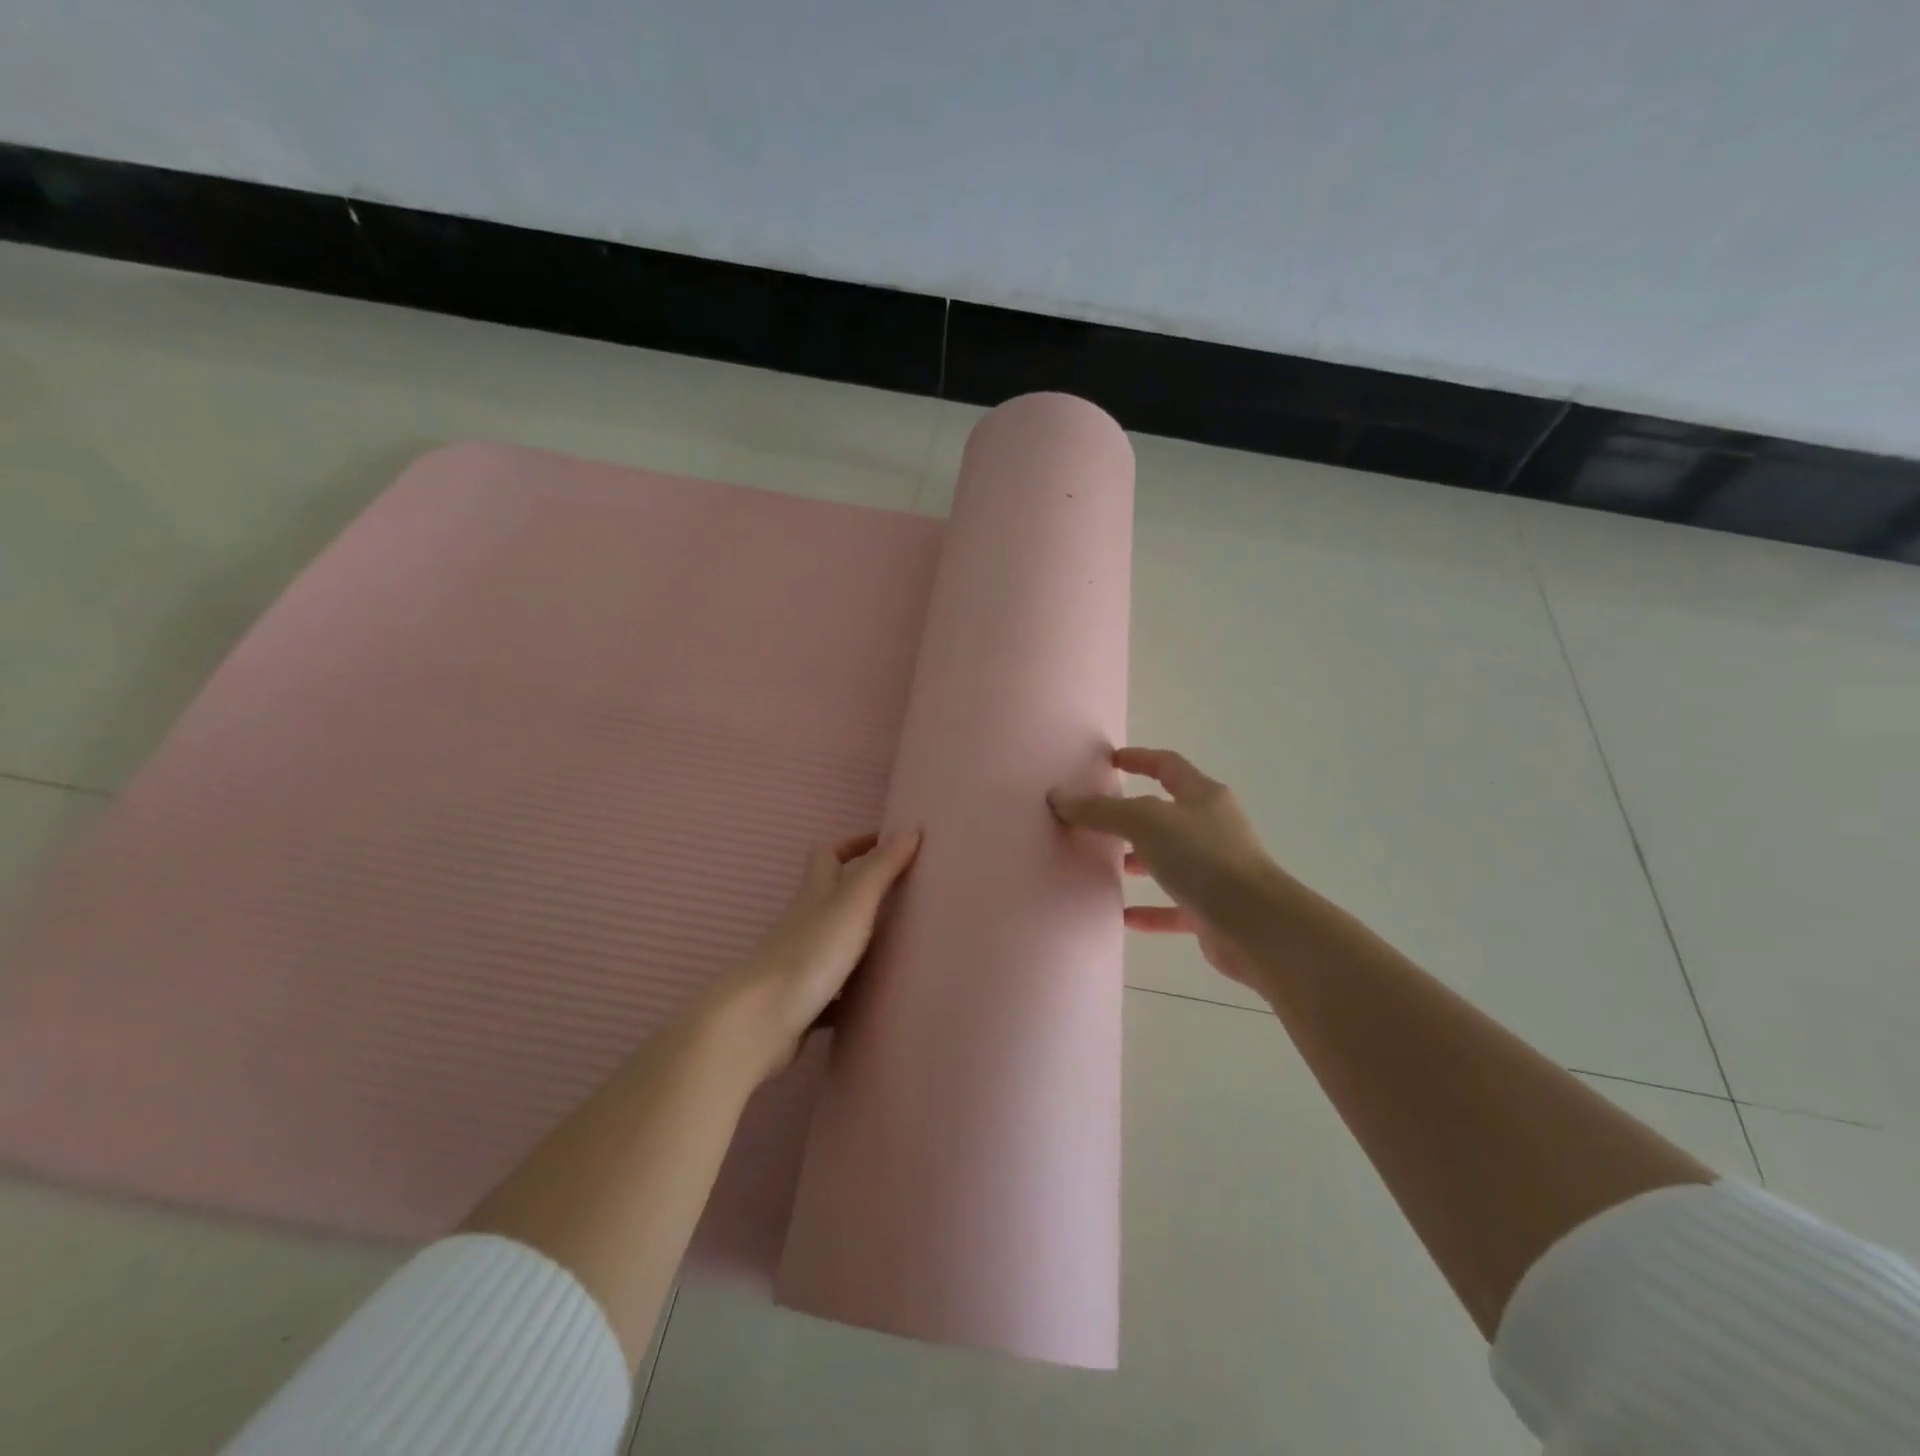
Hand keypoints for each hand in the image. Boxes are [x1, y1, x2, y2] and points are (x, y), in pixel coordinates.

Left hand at [702, 829, 920, 1083]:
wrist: (760, 1021)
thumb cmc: (811, 952)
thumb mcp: (853, 902)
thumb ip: (882, 867)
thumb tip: (911, 827)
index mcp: (816, 893)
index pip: (829, 854)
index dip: (854, 844)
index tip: (886, 843)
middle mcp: (805, 922)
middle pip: (830, 897)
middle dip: (861, 891)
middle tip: (901, 894)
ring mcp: (801, 963)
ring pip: (833, 942)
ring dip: (860, 941)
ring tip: (899, 946)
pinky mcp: (802, 1000)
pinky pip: (832, 991)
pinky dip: (851, 991)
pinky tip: (874, 1001)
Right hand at [1050, 748, 1280, 990]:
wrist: (1257, 926)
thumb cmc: (1203, 859)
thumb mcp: (1145, 823)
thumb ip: (1102, 811)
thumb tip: (1059, 797)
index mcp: (1203, 797)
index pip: (1168, 766)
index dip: (1139, 759)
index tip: (1111, 760)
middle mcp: (1212, 828)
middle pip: (1167, 814)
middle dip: (1132, 815)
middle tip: (1096, 819)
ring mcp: (1215, 870)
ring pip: (1169, 859)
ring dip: (1139, 861)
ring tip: (1103, 865)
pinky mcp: (1213, 910)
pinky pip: (1174, 905)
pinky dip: (1149, 909)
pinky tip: (1122, 916)